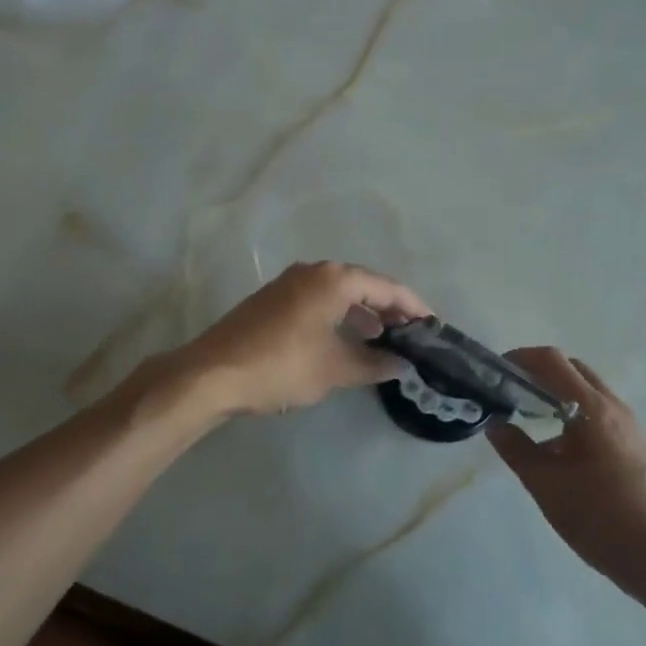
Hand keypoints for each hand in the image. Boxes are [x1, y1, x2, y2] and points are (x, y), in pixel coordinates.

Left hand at [172, 261, 429, 417]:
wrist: (212, 374)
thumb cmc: (282, 366)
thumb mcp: (335, 369)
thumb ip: (373, 363)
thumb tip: (402, 364)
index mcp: (333, 279)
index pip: (386, 286)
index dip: (413, 306)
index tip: (433, 326)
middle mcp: (313, 272)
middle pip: (363, 284)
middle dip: (389, 308)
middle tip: (412, 333)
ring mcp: (289, 284)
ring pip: (339, 292)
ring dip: (363, 312)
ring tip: (384, 338)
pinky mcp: (273, 300)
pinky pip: (319, 300)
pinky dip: (339, 316)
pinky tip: (345, 340)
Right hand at [487, 349, 645, 594]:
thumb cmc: (600, 518)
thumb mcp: (546, 486)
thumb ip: (516, 450)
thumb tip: (495, 424)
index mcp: (592, 408)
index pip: (552, 361)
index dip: (521, 357)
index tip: (496, 371)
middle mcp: (614, 407)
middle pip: (572, 369)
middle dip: (539, 372)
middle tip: (510, 392)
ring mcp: (629, 426)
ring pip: (588, 392)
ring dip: (557, 393)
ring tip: (530, 419)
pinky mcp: (636, 446)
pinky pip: (599, 413)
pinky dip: (574, 413)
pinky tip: (559, 448)